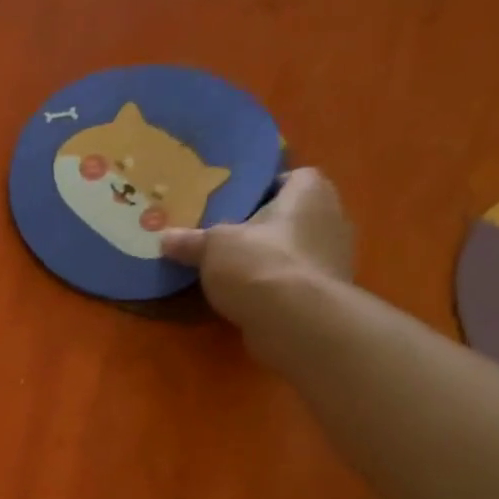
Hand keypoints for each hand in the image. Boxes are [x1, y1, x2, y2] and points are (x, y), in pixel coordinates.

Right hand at [160, 167, 355, 314]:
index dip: (266, 188)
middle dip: (266, 226)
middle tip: (230, 238)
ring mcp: (334, 259)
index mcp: (310, 193)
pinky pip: (297, 281)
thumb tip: (164, 238)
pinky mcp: (327, 294)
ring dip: (272, 258)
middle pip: (294, 216)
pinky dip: (278, 286)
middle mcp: (332, 218)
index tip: (238, 205)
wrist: (295, 321)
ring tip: (236, 270)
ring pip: (296, 250)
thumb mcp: (213, 247)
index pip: (294, 177)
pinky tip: (250, 297)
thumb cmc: (259, 263)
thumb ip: (191, 241)